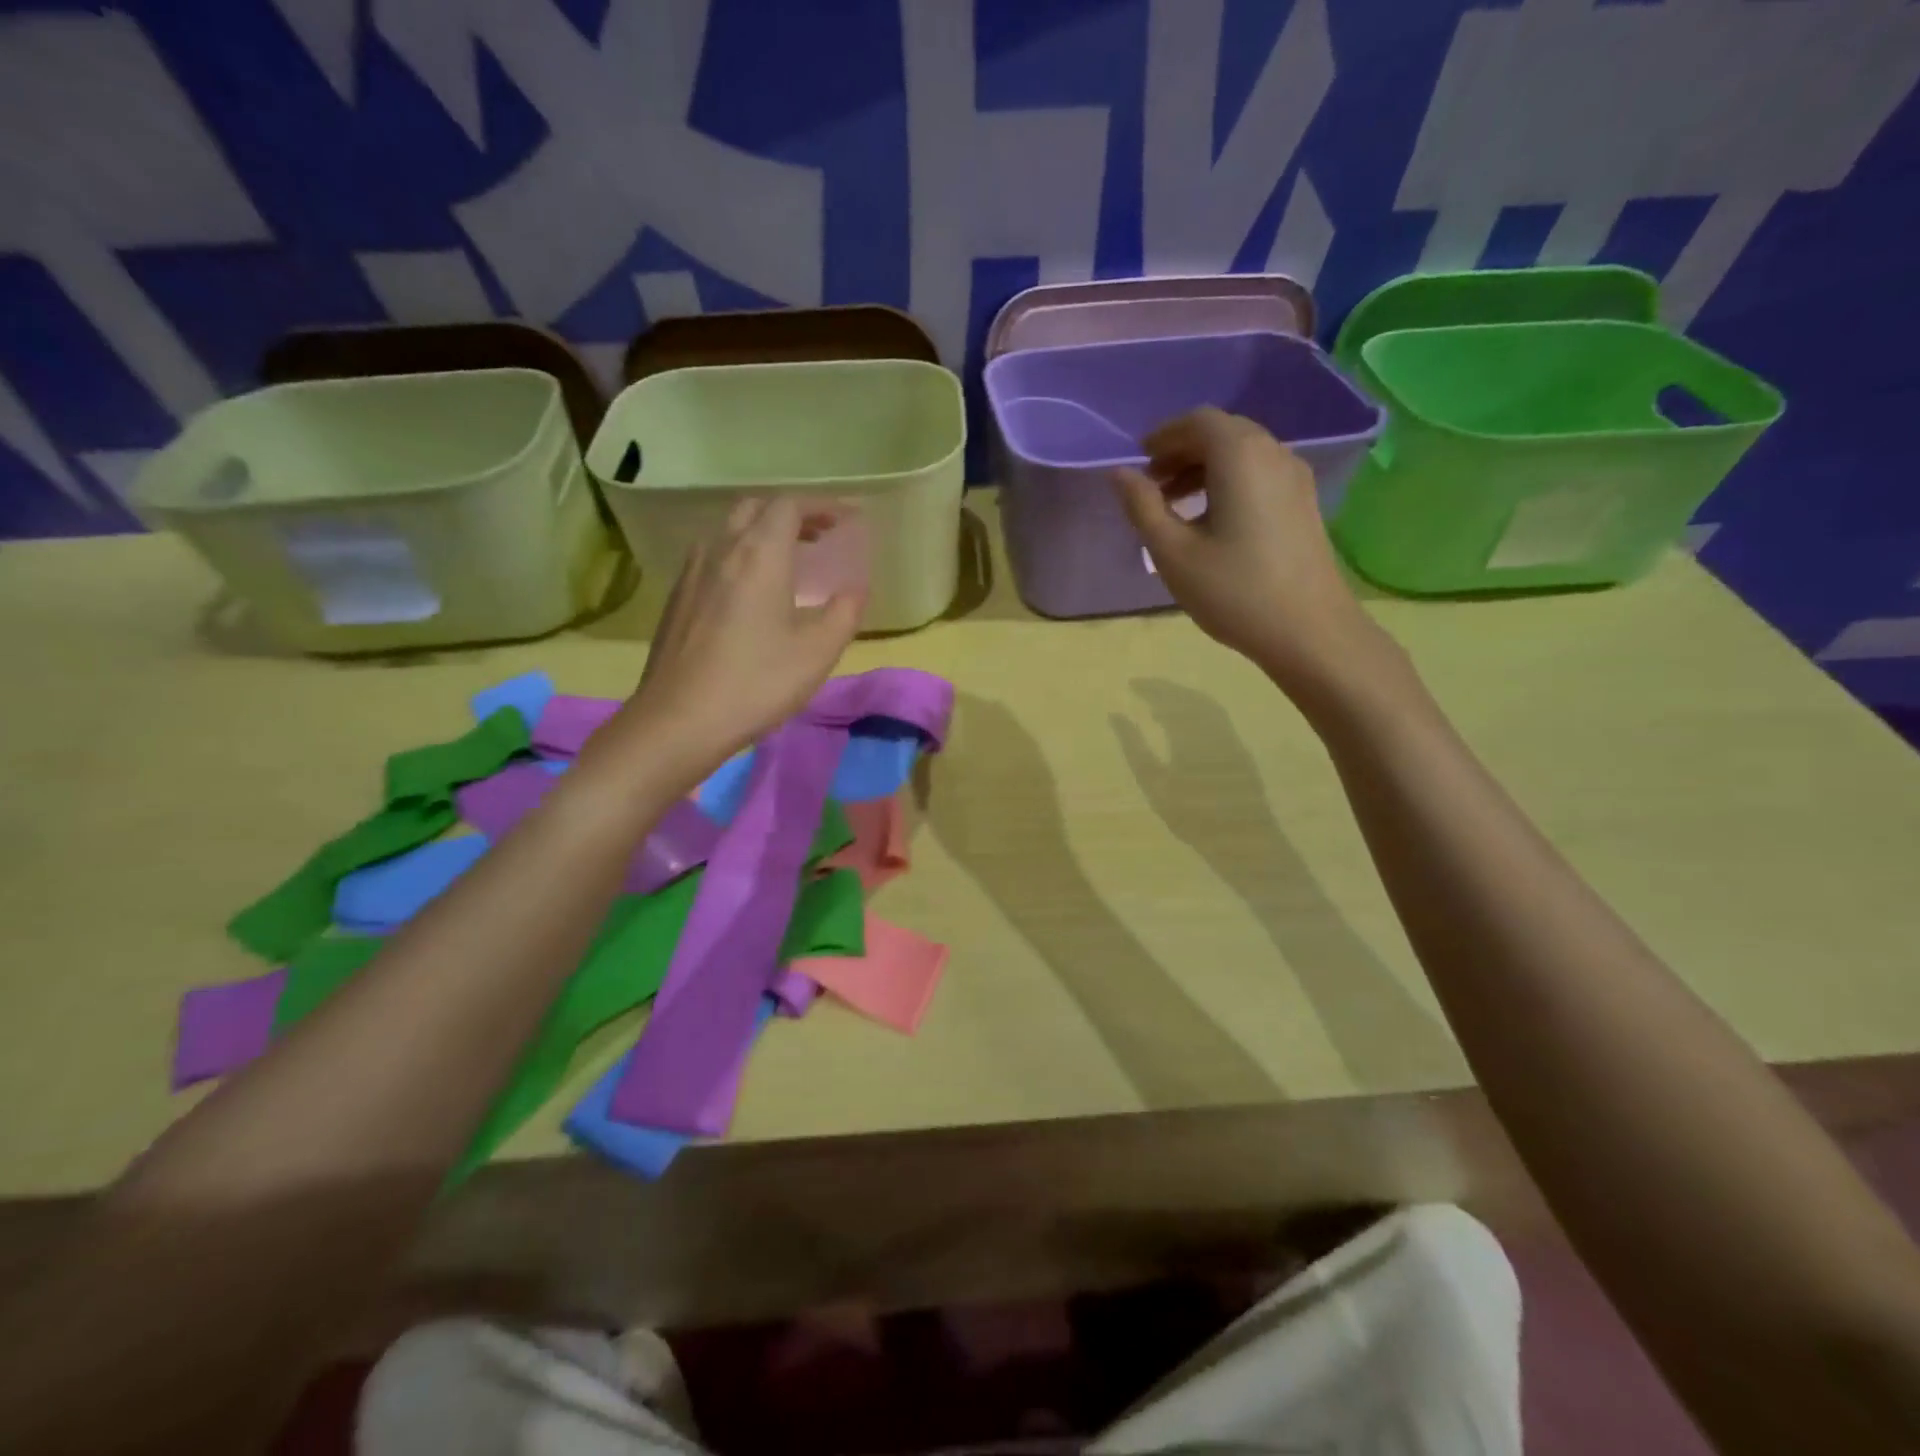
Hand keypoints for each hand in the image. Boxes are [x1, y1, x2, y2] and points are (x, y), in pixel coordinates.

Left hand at [603, 497, 862, 783]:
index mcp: (759, 555)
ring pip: (729, 532)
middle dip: (791, 514)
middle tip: (819, 536)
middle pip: (755, 509)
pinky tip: (749, 592)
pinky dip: (739, 556)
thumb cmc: (756, 682)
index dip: (822, 506)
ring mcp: (692, 573)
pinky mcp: (676, 599)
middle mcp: (721, 550)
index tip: (847, 519)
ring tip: (787, 561)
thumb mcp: (818, 652)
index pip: (790, 506)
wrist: (679, 720)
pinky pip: (713, 557)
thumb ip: (844, 612)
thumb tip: (855, 589)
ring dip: (762, 534)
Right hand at [1113, 408, 1395, 703]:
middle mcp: (1273, 453)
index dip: (1164, 436)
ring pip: (1243, 453)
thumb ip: (1142, 507)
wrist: (1309, 631)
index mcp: (1240, 455)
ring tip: (1175, 506)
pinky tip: (1211, 520)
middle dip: (1182, 451)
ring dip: (1204, 468)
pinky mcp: (1303, 502)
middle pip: (1222, 432)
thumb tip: (1120, 474)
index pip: (1197, 421)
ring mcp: (1295, 477)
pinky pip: (1259, 473)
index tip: (1138, 462)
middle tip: (1151, 485)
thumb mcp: (1173, 552)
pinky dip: (1228, 481)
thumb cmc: (1233, 591)